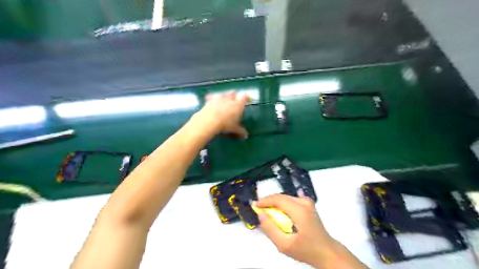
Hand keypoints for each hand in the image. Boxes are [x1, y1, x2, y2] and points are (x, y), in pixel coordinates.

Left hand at [193, 90, 248, 138]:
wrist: (209, 121)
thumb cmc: (225, 124)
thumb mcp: (234, 129)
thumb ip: (240, 131)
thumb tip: (246, 135)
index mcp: (238, 104)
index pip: (244, 97)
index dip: (246, 98)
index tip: (247, 99)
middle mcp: (229, 98)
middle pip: (233, 93)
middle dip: (234, 96)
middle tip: (234, 101)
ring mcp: (218, 98)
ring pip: (223, 93)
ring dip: (224, 96)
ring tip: (223, 100)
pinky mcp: (209, 100)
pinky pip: (211, 96)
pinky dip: (212, 98)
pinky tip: (211, 100)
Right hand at [255, 194, 336, 267]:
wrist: (327, 252)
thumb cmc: (306, 250)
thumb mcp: (284, 245)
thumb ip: (270, 229)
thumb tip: (261, 214)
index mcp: (299, 210)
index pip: (277, 199)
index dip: (264, 201)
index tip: (254, 206)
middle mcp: (304, 202)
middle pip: (281, 197)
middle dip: (269, 202)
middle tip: (260, 211)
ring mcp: (308, 202)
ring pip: (285, 198)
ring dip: (276, 204)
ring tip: (269, 215)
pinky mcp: (309, 205)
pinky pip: (291, 201)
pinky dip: (283, 206)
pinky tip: (281, 215)